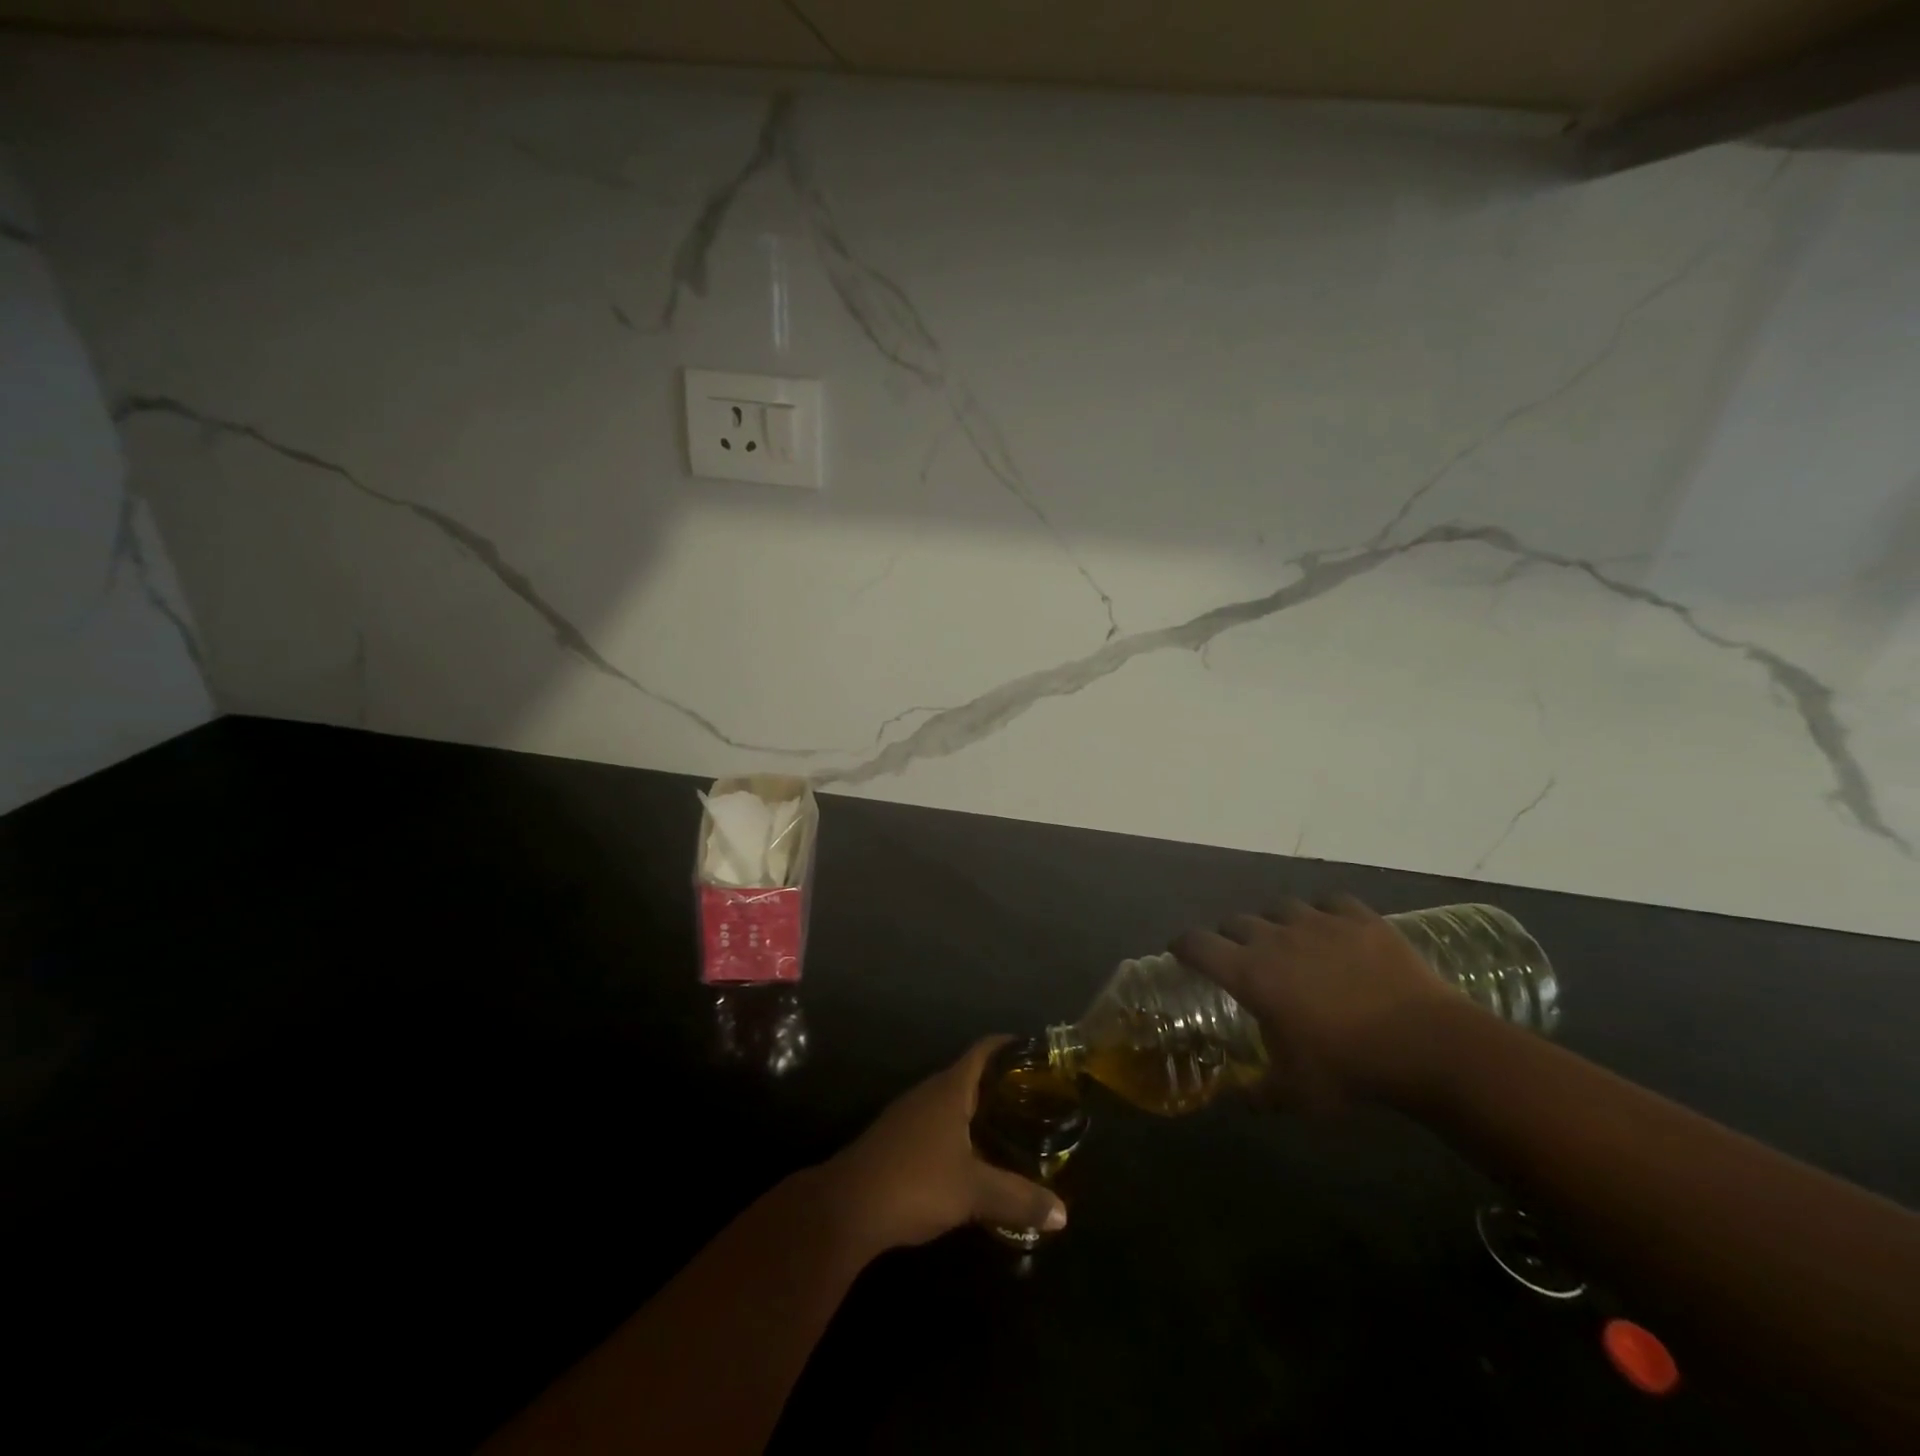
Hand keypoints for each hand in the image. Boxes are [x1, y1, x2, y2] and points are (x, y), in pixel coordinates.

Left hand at [820, 1037, 1066, 1253]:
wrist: (847, 1208)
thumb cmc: (915, 1182)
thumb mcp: (973, 1191)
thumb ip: (1018, 1198)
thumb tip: (1063, 1215)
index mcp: (949, 1089)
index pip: (983, 1051)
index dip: (1009, 1046)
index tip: (1036, 1051)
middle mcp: (929, 1092)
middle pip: (969, 1075)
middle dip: (1000, 1083)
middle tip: (1035, 1098)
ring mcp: (909, 1115)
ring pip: (952, 1102)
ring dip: (979, 1110)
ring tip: (1012, 1126)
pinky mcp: (897, 1139)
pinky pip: (937, 1123)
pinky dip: (960, 1131)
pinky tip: (973, 1156)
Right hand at [1171, 895, 1458, 1109]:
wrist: (1428, 1045)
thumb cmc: (1350, 1069)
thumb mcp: (1296, 1094)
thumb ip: (1258, 1095)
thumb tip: (1236, 1101)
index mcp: (1249, 974)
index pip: (1197, 944)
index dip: (1183, 945)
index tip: (1181, 954)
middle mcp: (1274, 938)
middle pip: (1235, 921)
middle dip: (1230, 937)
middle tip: (1241, 959)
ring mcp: (1319, 922)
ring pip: (1279, 907)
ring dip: (1274, 922)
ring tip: (1287, 941)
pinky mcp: (1359, 918)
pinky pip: (1329, 902)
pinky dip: (1323, 913)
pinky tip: (1332, 930)